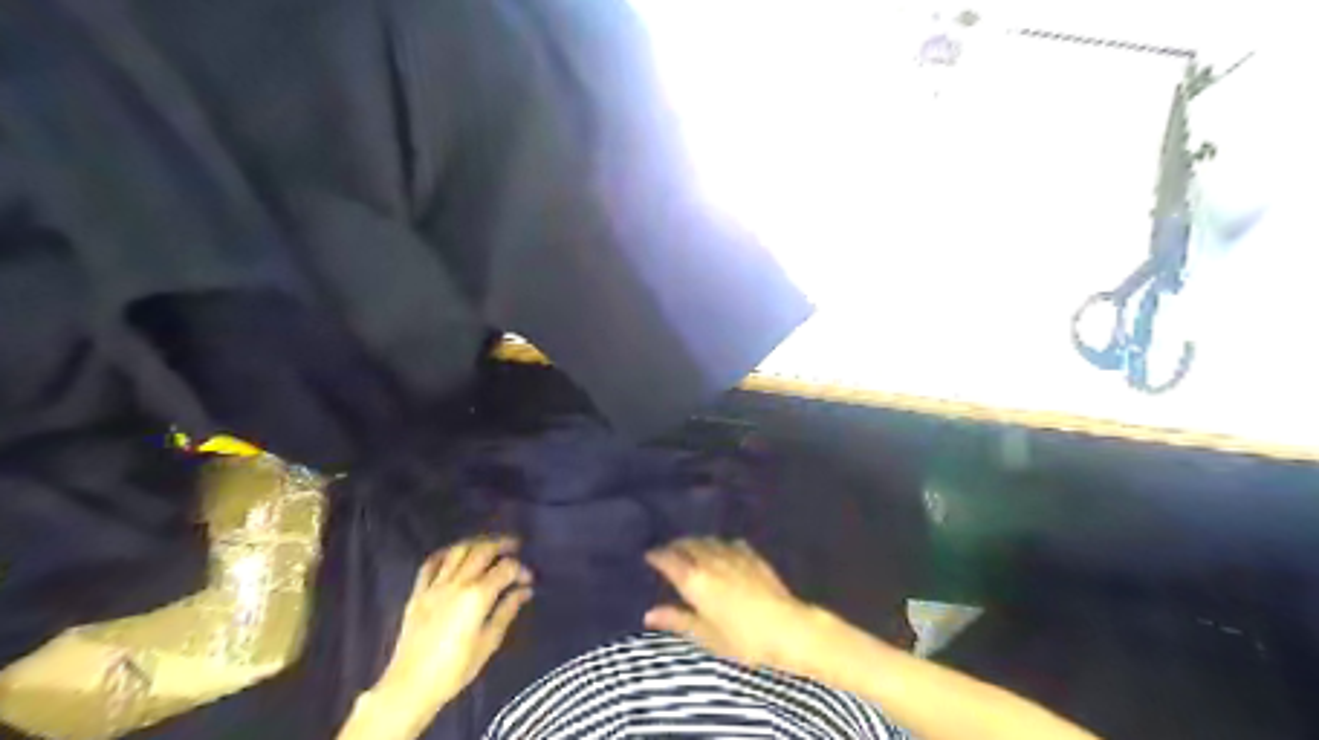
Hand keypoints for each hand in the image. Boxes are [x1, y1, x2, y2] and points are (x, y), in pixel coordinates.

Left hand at [371, 534, 529, 723]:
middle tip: (514, 545)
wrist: (410, 686)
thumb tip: (524, 591)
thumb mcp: (488, 643)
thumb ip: (507, 611)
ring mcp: (434, 586)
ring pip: (458, 551)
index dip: (520, 570)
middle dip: (501, 544)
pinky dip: (445, 554)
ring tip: (488, 545)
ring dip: (476, 543)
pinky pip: (430, 564)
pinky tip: (454, 554)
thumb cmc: (455, 669)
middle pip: (482, 550)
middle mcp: (457, 583)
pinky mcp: (417, 593)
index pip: (505, 569)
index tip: (527, 580)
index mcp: (477, 596)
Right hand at [645, 536, 825, 676]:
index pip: (669, 559)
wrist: (787, 628)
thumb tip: (650, 614)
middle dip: (675, 546)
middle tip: (667, 552)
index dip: (657, 555)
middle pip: (687, 544)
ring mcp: (733, 554)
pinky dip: (718, 544)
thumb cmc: (743, 639)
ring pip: (707, 540)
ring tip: (690, 549)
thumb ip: (678, 620)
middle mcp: (710, 560)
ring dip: (695, 542)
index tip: (648, 555)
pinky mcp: (752, 556)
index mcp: (694, 579)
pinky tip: (721, 550)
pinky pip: (729, 543)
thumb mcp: (706, 635)